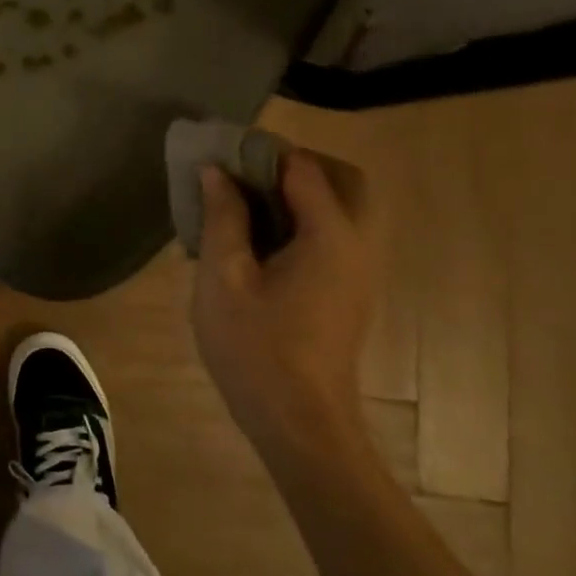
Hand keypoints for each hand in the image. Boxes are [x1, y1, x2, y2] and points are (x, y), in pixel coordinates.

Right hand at [191, 148, 376, 455]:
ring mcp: (358, 270)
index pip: (303, 167)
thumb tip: (216, 171)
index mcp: (330, 235)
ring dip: (298, 192)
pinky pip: (333, 234)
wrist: (298, 422)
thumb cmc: (255, 346)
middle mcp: (357, 244)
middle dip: (293, 165)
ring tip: (243, 204)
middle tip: (241, 175)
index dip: (261, 153)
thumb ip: (223, 217)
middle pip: (341, 179)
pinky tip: (257, 240)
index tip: (220, 154)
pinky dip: (302, 219)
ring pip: (341, 207)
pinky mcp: (349, 290)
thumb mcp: (223, 276)